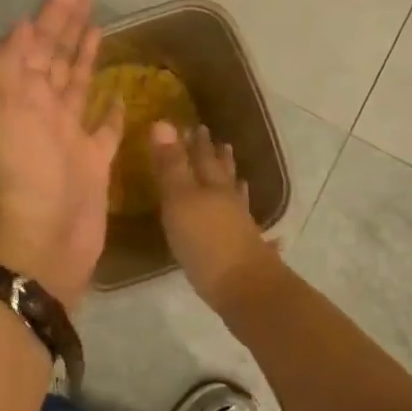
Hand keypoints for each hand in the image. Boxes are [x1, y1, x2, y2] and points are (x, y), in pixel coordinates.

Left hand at [0, 0, 124, 307]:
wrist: (39, 245)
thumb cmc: (20, 174)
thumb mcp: (1, 111)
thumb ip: (9, 65)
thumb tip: (22, 24)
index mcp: (18, 96)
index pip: (36, 41)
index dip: (53, 10)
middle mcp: (40, 111)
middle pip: (57, 56)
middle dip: (69, 23)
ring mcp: (67, 138)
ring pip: (78, 86)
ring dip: (85, 56)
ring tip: (100, 27)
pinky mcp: (93, 163)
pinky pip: (103, 129)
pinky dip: (110, 111)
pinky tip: (120, 93)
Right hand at [149, 121, 282, 314]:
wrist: (244, 288)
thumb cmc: (205, 241)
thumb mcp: (179, 200)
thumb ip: (171, 165)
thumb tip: (163, 122)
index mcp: (211, 185)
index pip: (202, 157)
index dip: (196, 142)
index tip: (195, 126)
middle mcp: (228, 200)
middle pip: (222, 173)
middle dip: (217, 158)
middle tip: (218, 142)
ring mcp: (241, 224)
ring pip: (236, 196)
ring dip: (233, 182)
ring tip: (237, 174)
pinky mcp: (246, 248)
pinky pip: (244, 220)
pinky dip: (244, 213)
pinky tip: (249, 218)